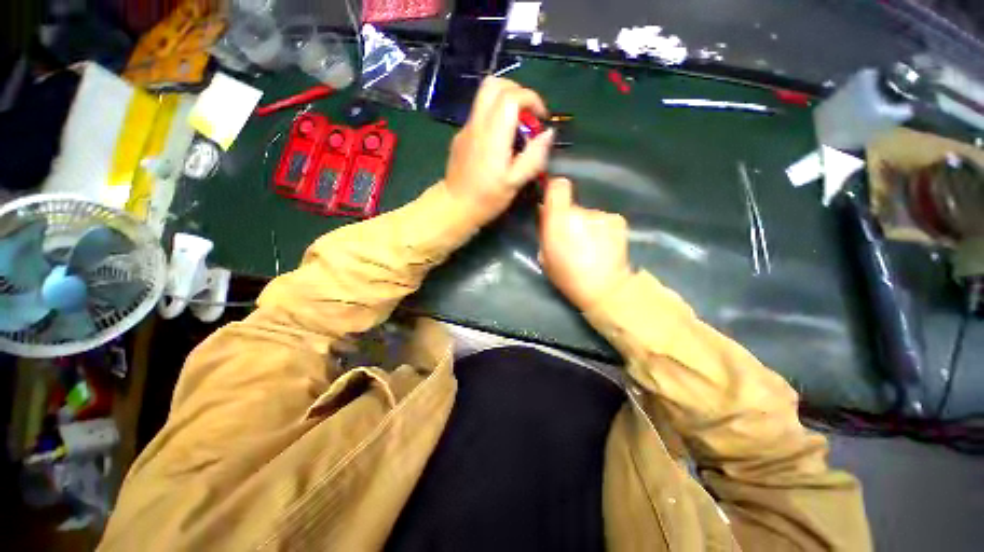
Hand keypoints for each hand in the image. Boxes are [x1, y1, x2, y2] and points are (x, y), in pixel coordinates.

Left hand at [445, 77, 554, 225]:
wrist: (454, 206)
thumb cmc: (486, 198)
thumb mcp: (515, 183)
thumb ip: (534, 156)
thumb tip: (548, 133)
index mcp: (492, 135)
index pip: (511, 96)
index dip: (531, 99)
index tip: (541, 117)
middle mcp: (477, 124)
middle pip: (494, 84)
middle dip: (517, 91)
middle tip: (528, 114)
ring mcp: (466, 128)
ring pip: (485, 96)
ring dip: (505, 102)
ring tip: (517, 127)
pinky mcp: (461, 136)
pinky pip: (480, 114)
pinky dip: (495, 116)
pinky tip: (500, 141)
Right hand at [539, 178, 632, 309]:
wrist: (605, 287)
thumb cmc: (568, 276)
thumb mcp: (544, 256)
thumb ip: (545, 231)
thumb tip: (546, 214)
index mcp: (559, 219)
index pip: (558, 186)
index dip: (555, 192)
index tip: (554, 204)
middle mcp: (582, 211)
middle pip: (573, 206)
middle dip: (570, 218)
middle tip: (572, 238)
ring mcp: (602, 215)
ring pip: (589, 215)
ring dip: (587, 226)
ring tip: (590, 246)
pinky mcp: (618, 220)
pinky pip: (603, 221)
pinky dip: (602, 230)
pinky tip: (604, 246)